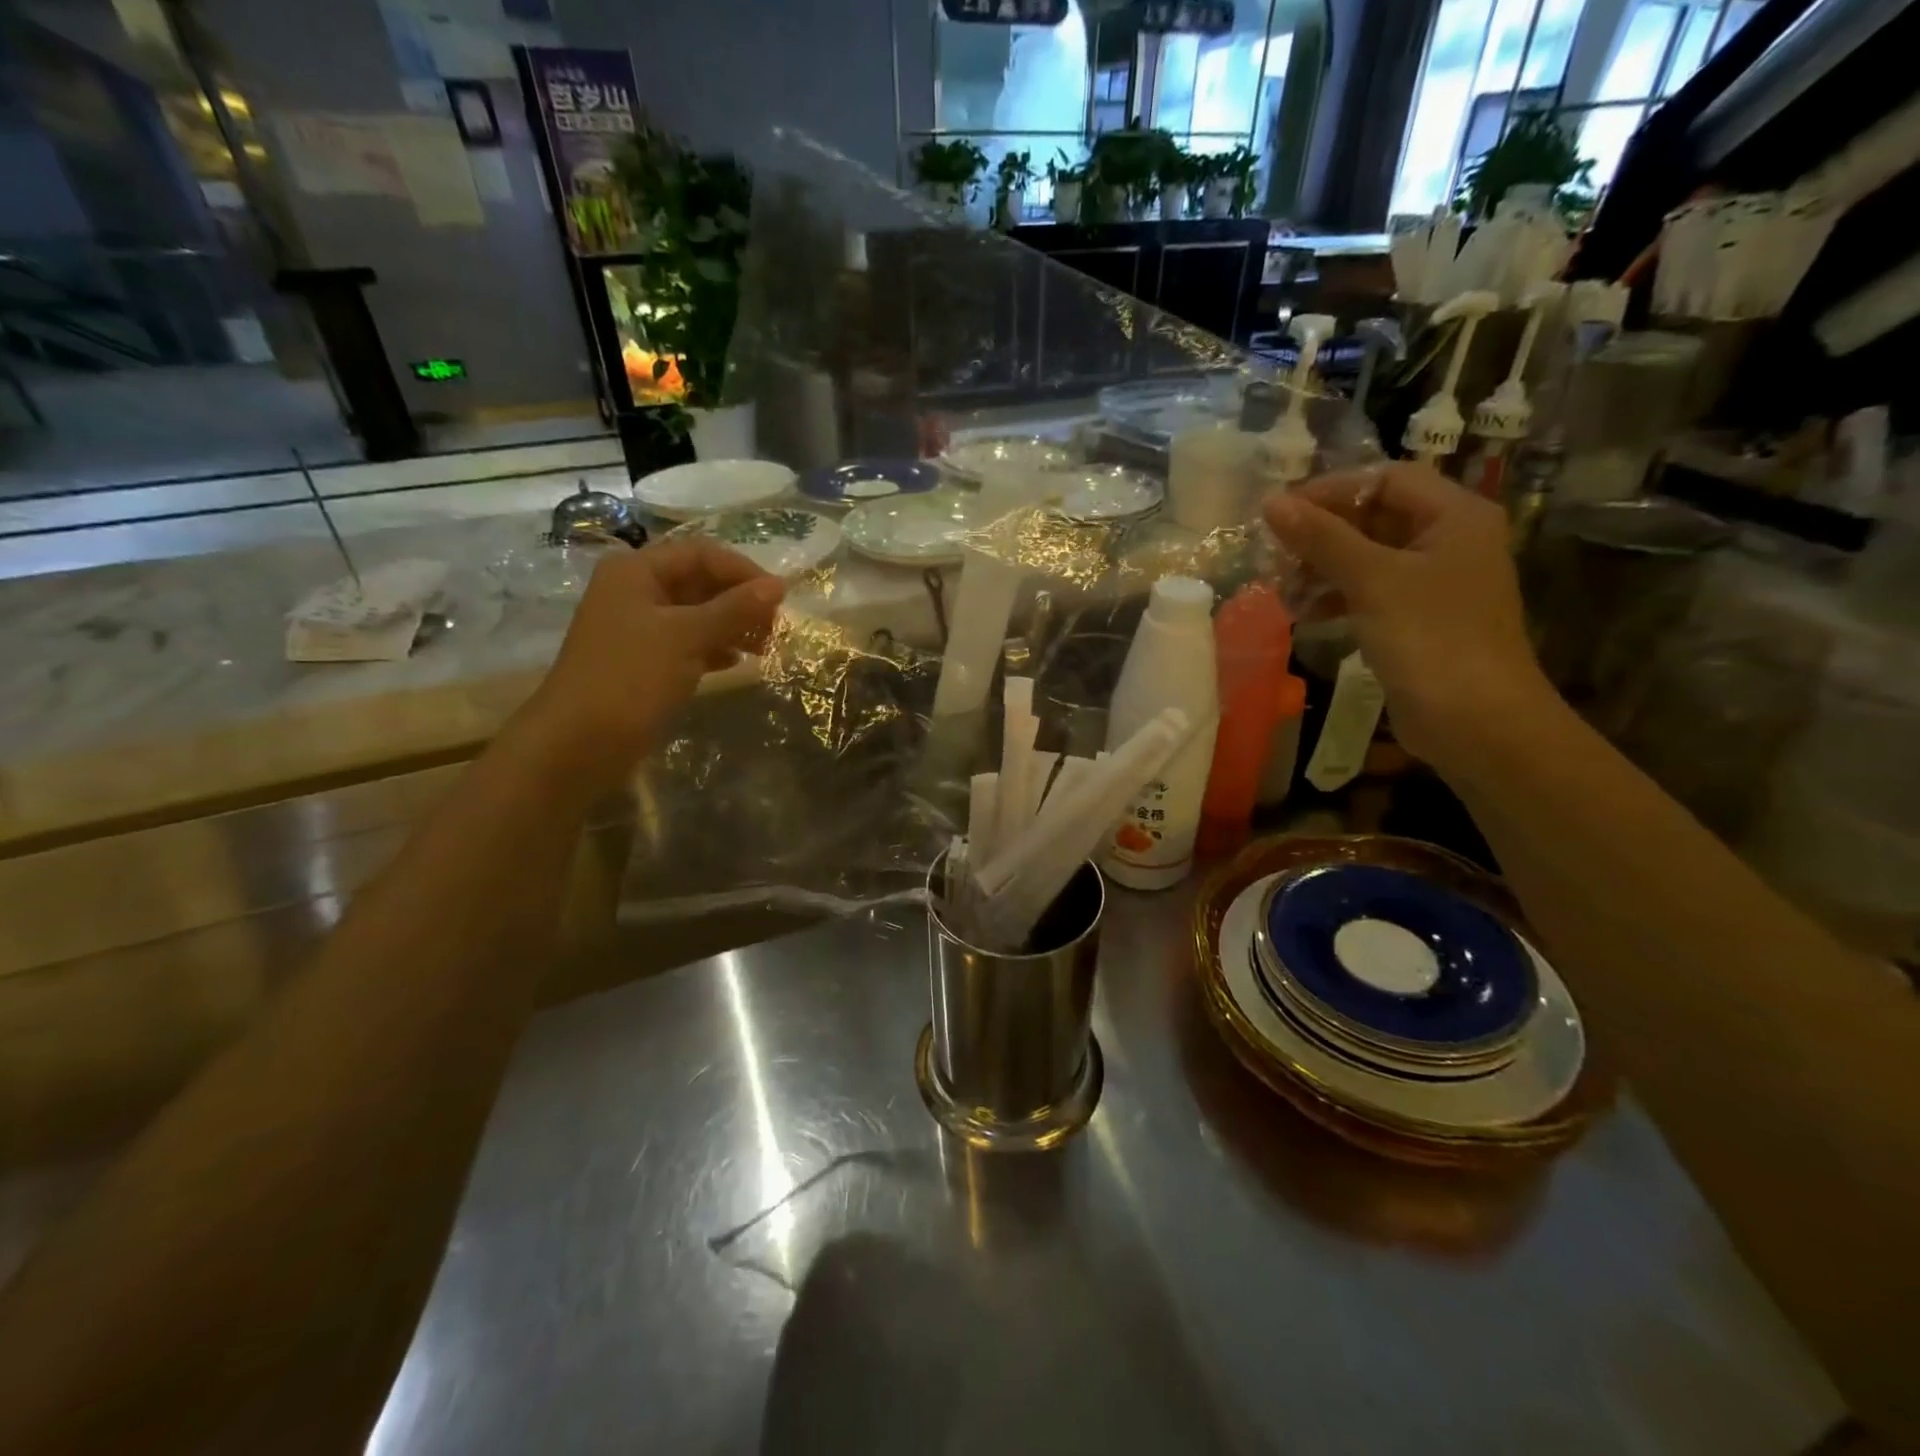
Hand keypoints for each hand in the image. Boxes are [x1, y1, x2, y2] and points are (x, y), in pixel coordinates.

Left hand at [517, 538, 784, 785]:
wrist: (578, 743)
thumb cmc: (631, 677)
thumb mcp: (687, 637)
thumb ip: (734, 609)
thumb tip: (778, 585)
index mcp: (636, 571)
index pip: (702, 554)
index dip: (743, 571)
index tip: (781, 598)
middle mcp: (636, 591)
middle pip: (700, 582)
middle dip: (740, 601)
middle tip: (776, 627)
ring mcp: (639, 628)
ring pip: (697, 614)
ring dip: (733, 626)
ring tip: (765, 647)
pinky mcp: (645, 661)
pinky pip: (689, 643)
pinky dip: (715, 648)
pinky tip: (737, 663)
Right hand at [1262, 463, 1549, 771]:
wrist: (1476, 722)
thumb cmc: (1431, 639)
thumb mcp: (1372, 580)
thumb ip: (1321, 538)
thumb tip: (1270, 503)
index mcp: (1455, 515)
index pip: (1384, 479)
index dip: (1330, 490)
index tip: (1279, 513)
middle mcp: (1449, 540)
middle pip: (1374, 517)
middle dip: (1321, 534)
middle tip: (1274, 554)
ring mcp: (1434, 583)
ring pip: (1367, 557)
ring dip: (1322, 568)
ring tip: (1282, 589)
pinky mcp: (1417, 619)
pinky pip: (1370, 592)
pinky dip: (1336, 597)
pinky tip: (1304, 613)